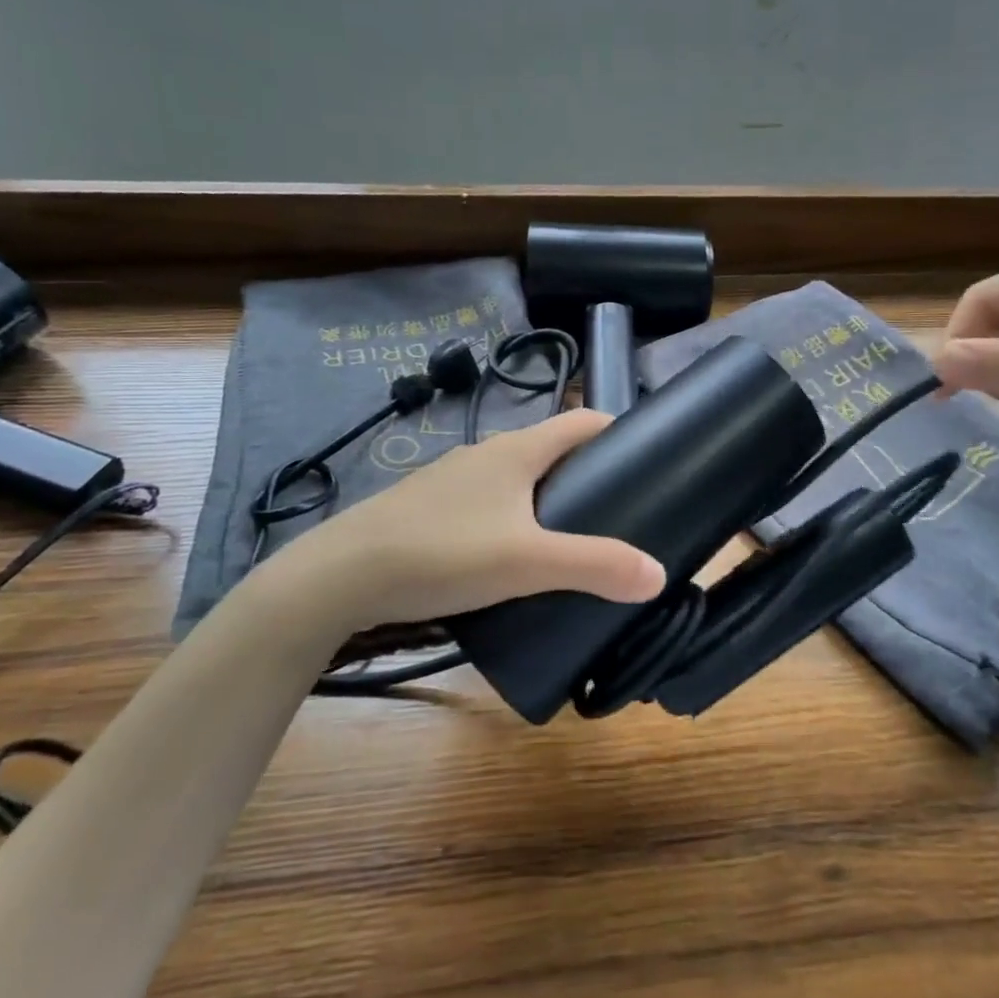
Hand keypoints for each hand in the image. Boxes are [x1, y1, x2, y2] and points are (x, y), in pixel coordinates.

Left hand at [256, 410, 665, 637]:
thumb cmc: (443, 553)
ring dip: (548, 497)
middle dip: (587, 472)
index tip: (646, 458)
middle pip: (552, 450)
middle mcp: (487, 453)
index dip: (617, 431)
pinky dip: (513, 517)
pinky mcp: (429, 508)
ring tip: (571, 540)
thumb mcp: (528, 562)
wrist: (341, 575)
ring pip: (517, 478)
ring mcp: (453, 480)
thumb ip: (595, 566)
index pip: (582, 422)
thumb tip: (658, 575)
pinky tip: (512, 557)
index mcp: (517, 450)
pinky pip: (488, 502)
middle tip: (618, 511)